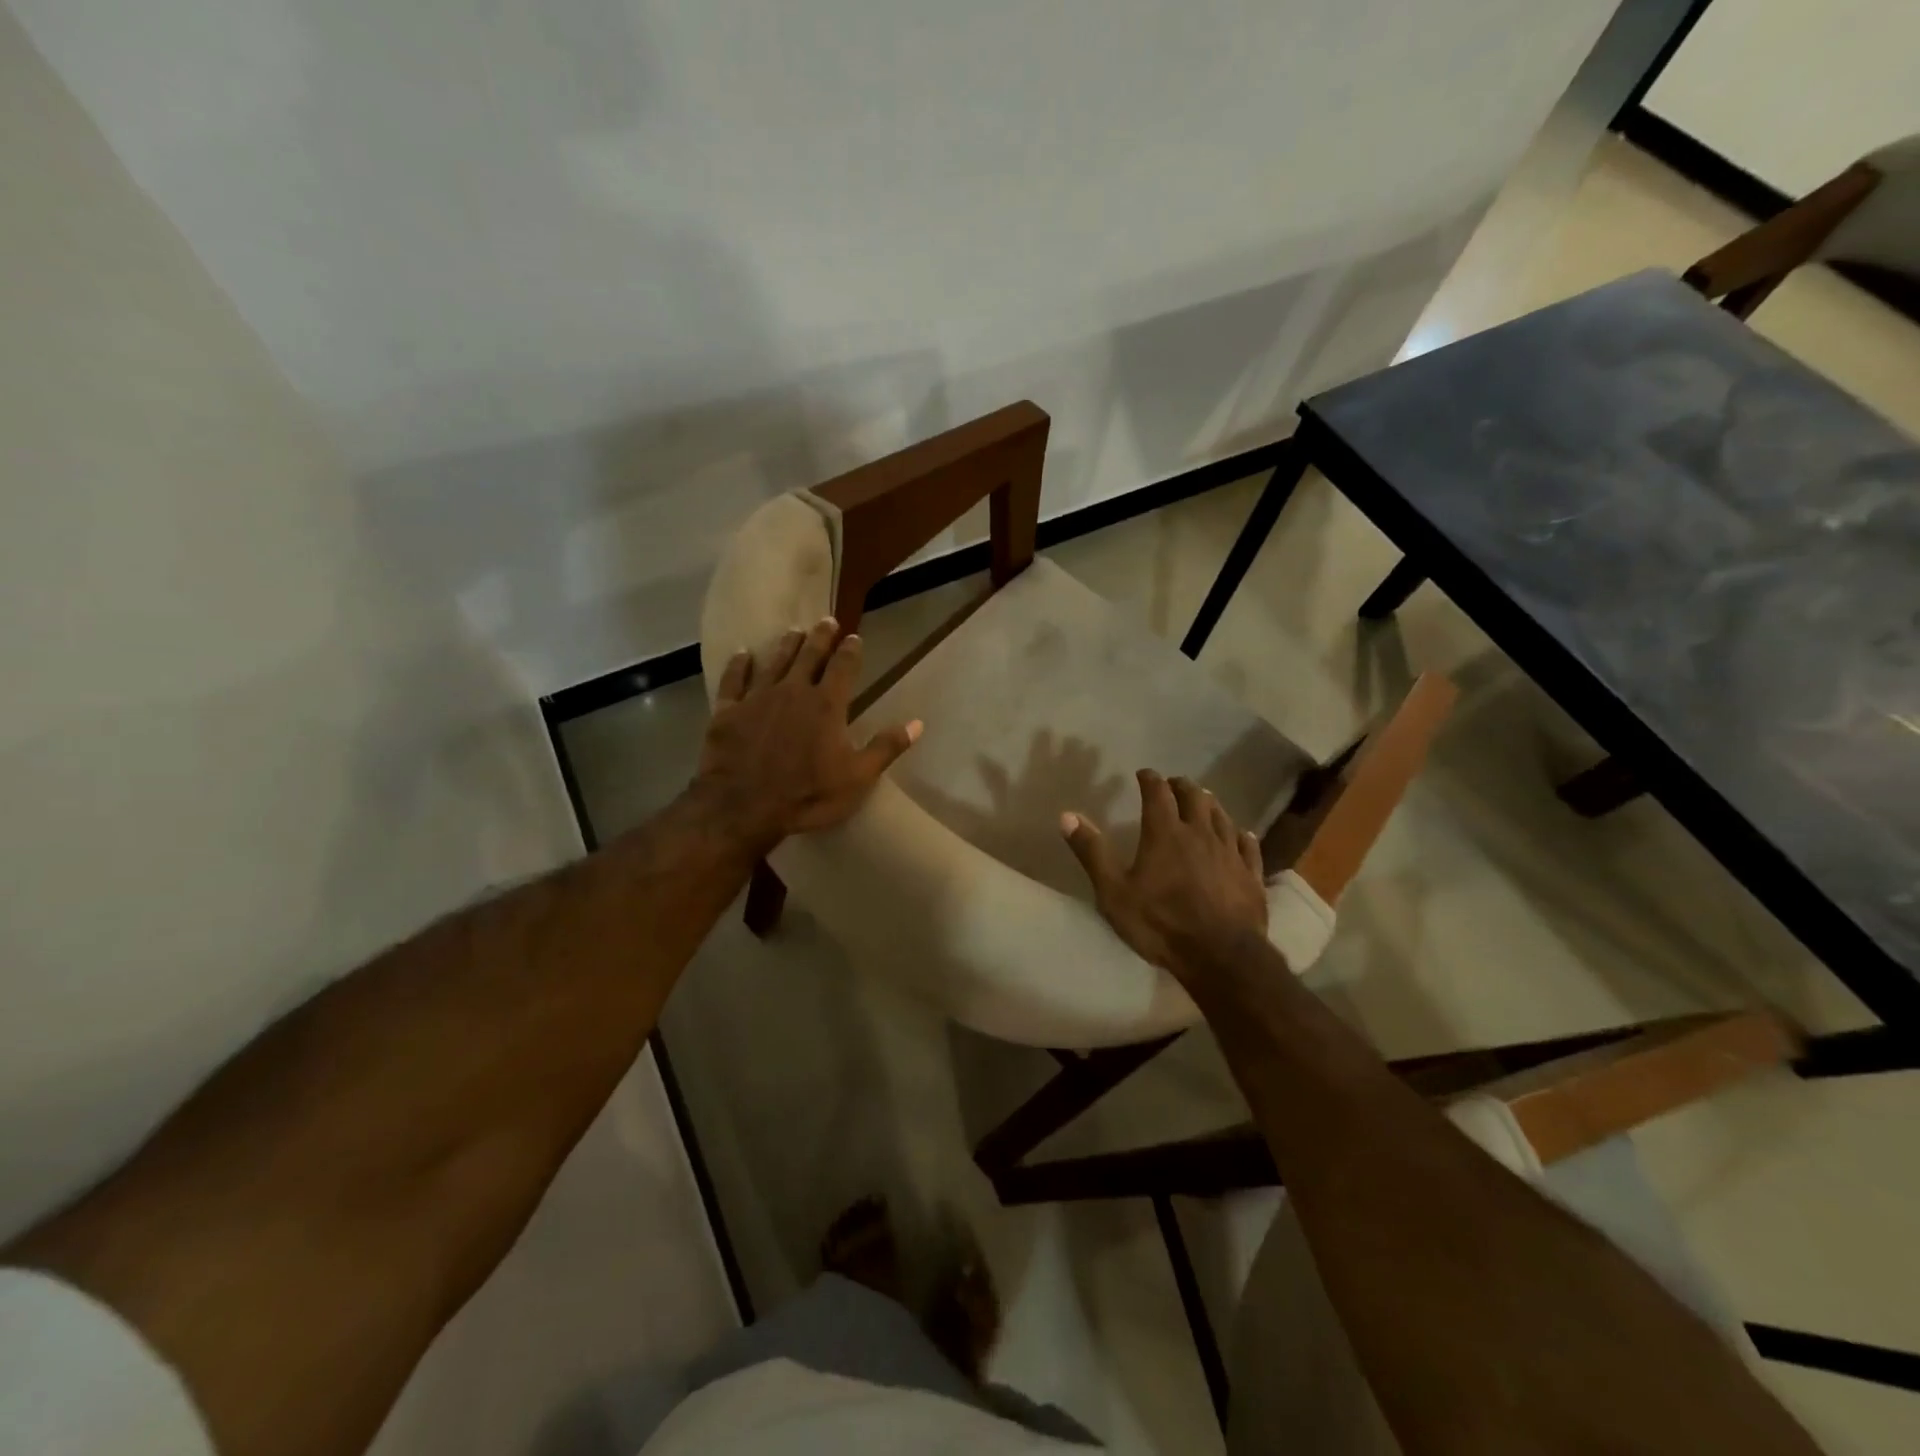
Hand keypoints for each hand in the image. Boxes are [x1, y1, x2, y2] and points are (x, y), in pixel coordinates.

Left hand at [692, 616, 921, 853]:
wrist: (743, 807)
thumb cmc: (808, 795)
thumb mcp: (858, 778)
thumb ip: (886, 747)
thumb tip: (918, 723)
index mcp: (827, 705)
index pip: (843, 667)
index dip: (850, 650)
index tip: (854, 636)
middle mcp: (793, 691)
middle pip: (809, 656)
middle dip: (820, 637)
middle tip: (826, 620)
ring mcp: (757, 698)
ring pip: (775, 662)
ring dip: (786, 645)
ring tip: (794, 631)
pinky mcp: (728, 712)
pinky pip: (734, 681)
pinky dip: (739, 666)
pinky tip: (742, 654)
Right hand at [1060, 770, 1267, 981]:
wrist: (1221, 957)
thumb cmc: (1160, 923)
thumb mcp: (1114, 891)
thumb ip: (1092, 852)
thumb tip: (1067, 815)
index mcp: (1165, 833)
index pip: (1158, 793)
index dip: (1150, 779)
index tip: (1144, 774)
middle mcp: (1200, 833)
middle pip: (1195, 797)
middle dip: (1182, 786)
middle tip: (1173, 784)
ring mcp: (1230, 853)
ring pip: (1222, 817)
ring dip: (1210, 804)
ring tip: (1204, 800)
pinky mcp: (1251, 874)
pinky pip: (1248, 845)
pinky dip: (1241, 834)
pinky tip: (1241, 834)